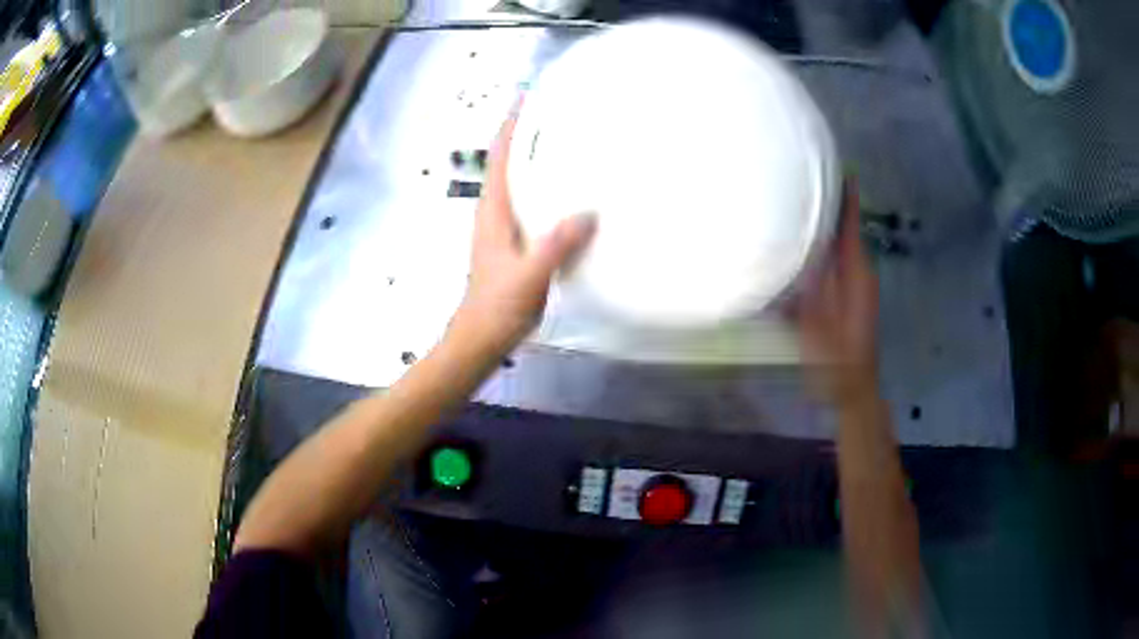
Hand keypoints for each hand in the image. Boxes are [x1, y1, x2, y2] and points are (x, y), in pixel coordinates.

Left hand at [446, 112, 596, 357]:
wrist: (482, 336)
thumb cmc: (498, 305)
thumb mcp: (529, 274)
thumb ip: (556, 245)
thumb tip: (588, 213)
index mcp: (493, 211)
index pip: (500, 157)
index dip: (511, 125)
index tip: (527, 98)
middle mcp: (496, 212)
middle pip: (509, 162)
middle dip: (527, 135)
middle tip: (559, 114)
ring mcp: (504, 227)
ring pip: (520, 182)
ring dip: (537, 160)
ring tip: (569, 144)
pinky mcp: (515, 243)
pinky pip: (532, 204)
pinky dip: (547, 189)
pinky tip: (571, 195)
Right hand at [796, 182, 878, 404]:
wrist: (850, 388)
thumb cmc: (835, 360)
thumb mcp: (817, 323)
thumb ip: (809, 285)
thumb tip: (797, 247)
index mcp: (855, 272)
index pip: (850, 223)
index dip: (845, 195)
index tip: (835, 167)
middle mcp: (856, 271)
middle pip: (843, 229)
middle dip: (827, 204)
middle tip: (799, 178)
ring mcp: (851, 284)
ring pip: (836, 246)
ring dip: (821, 226)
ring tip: (793, 205)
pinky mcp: (843, 296)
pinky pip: (832, 264)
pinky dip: (818, 250)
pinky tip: (797, 247)